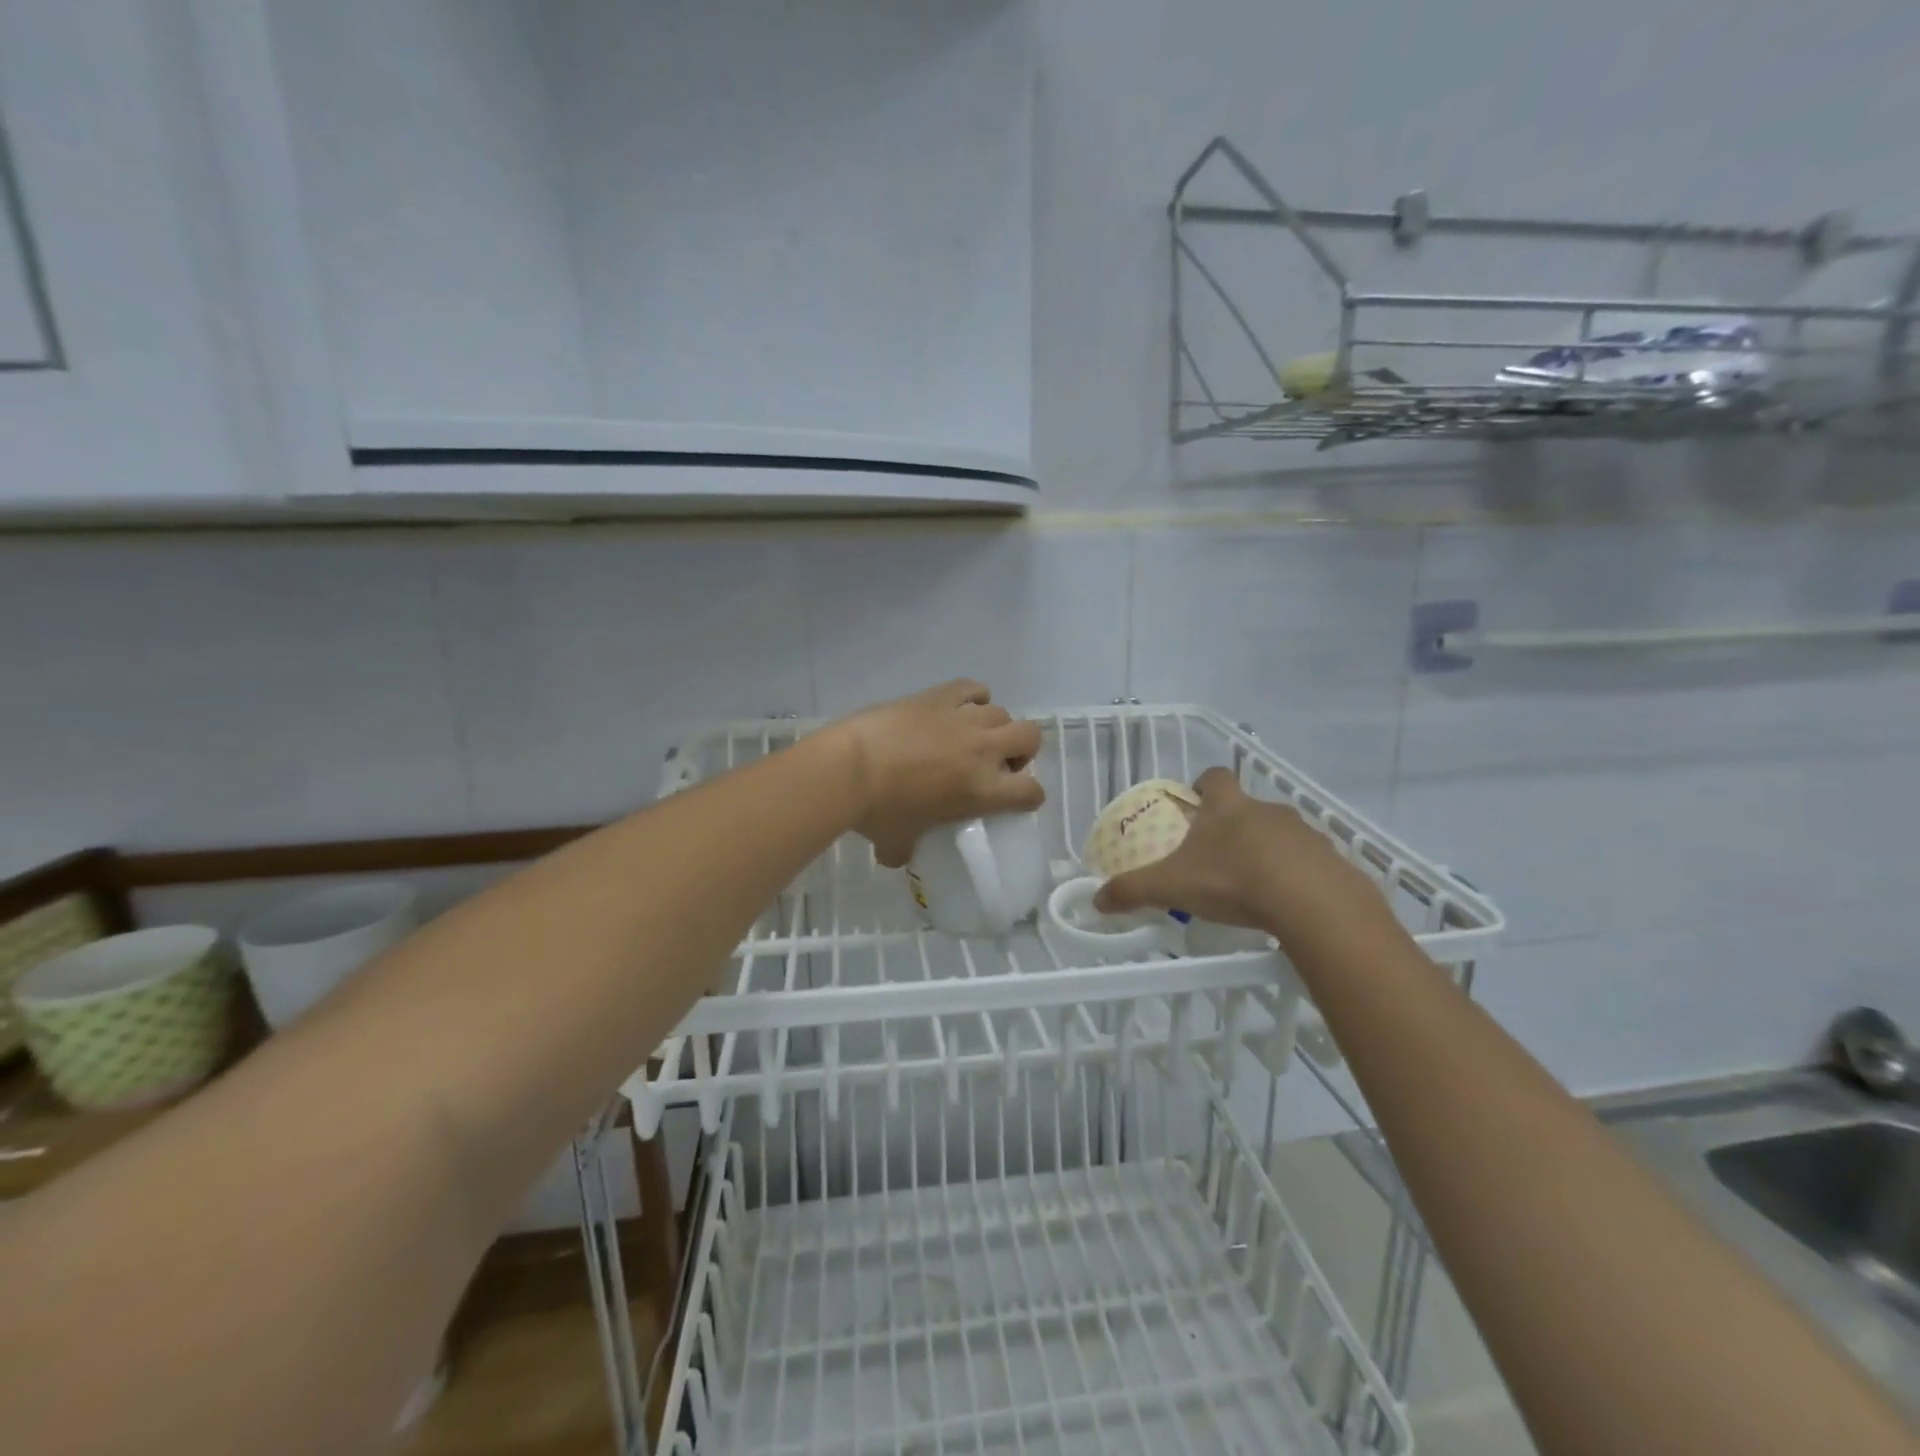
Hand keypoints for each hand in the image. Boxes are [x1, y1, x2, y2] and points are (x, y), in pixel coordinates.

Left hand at [831, 680, 1044, 866]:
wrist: (848, 768)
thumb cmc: (878, 811)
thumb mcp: (898, 842)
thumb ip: (907, 849)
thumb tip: (898, 855)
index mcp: (982, 790)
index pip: (1031, 791)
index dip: (1028, 797)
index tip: (1014, 800)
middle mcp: (983, 749)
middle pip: (1030, 736)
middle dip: (1021, 751)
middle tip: (996, 763)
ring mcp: (963, 718)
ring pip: (1001, 712)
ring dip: (993, 726)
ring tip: (970, 737)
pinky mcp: (939, 696)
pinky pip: (972, 688)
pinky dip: (973, 697)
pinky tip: (956, 709)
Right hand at [1094, 767, 1380, 939]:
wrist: (1313, 903)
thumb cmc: (1234, 881)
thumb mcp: (1172, 886)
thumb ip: (1133, 890)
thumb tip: (1096, 899)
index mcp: (1227, 806)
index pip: (1214, 777)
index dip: (1203, 785)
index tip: (1195, 804)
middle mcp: (1266, 809)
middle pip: (1246, 806)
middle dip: (1232, 826)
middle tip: (1216, 856)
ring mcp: (1303, 832)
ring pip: (1278, 833)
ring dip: (1265, 850)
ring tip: (1252, 884)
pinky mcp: (1330, 859)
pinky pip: (1308, 861)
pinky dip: (1296, 874)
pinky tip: (1286, 902)